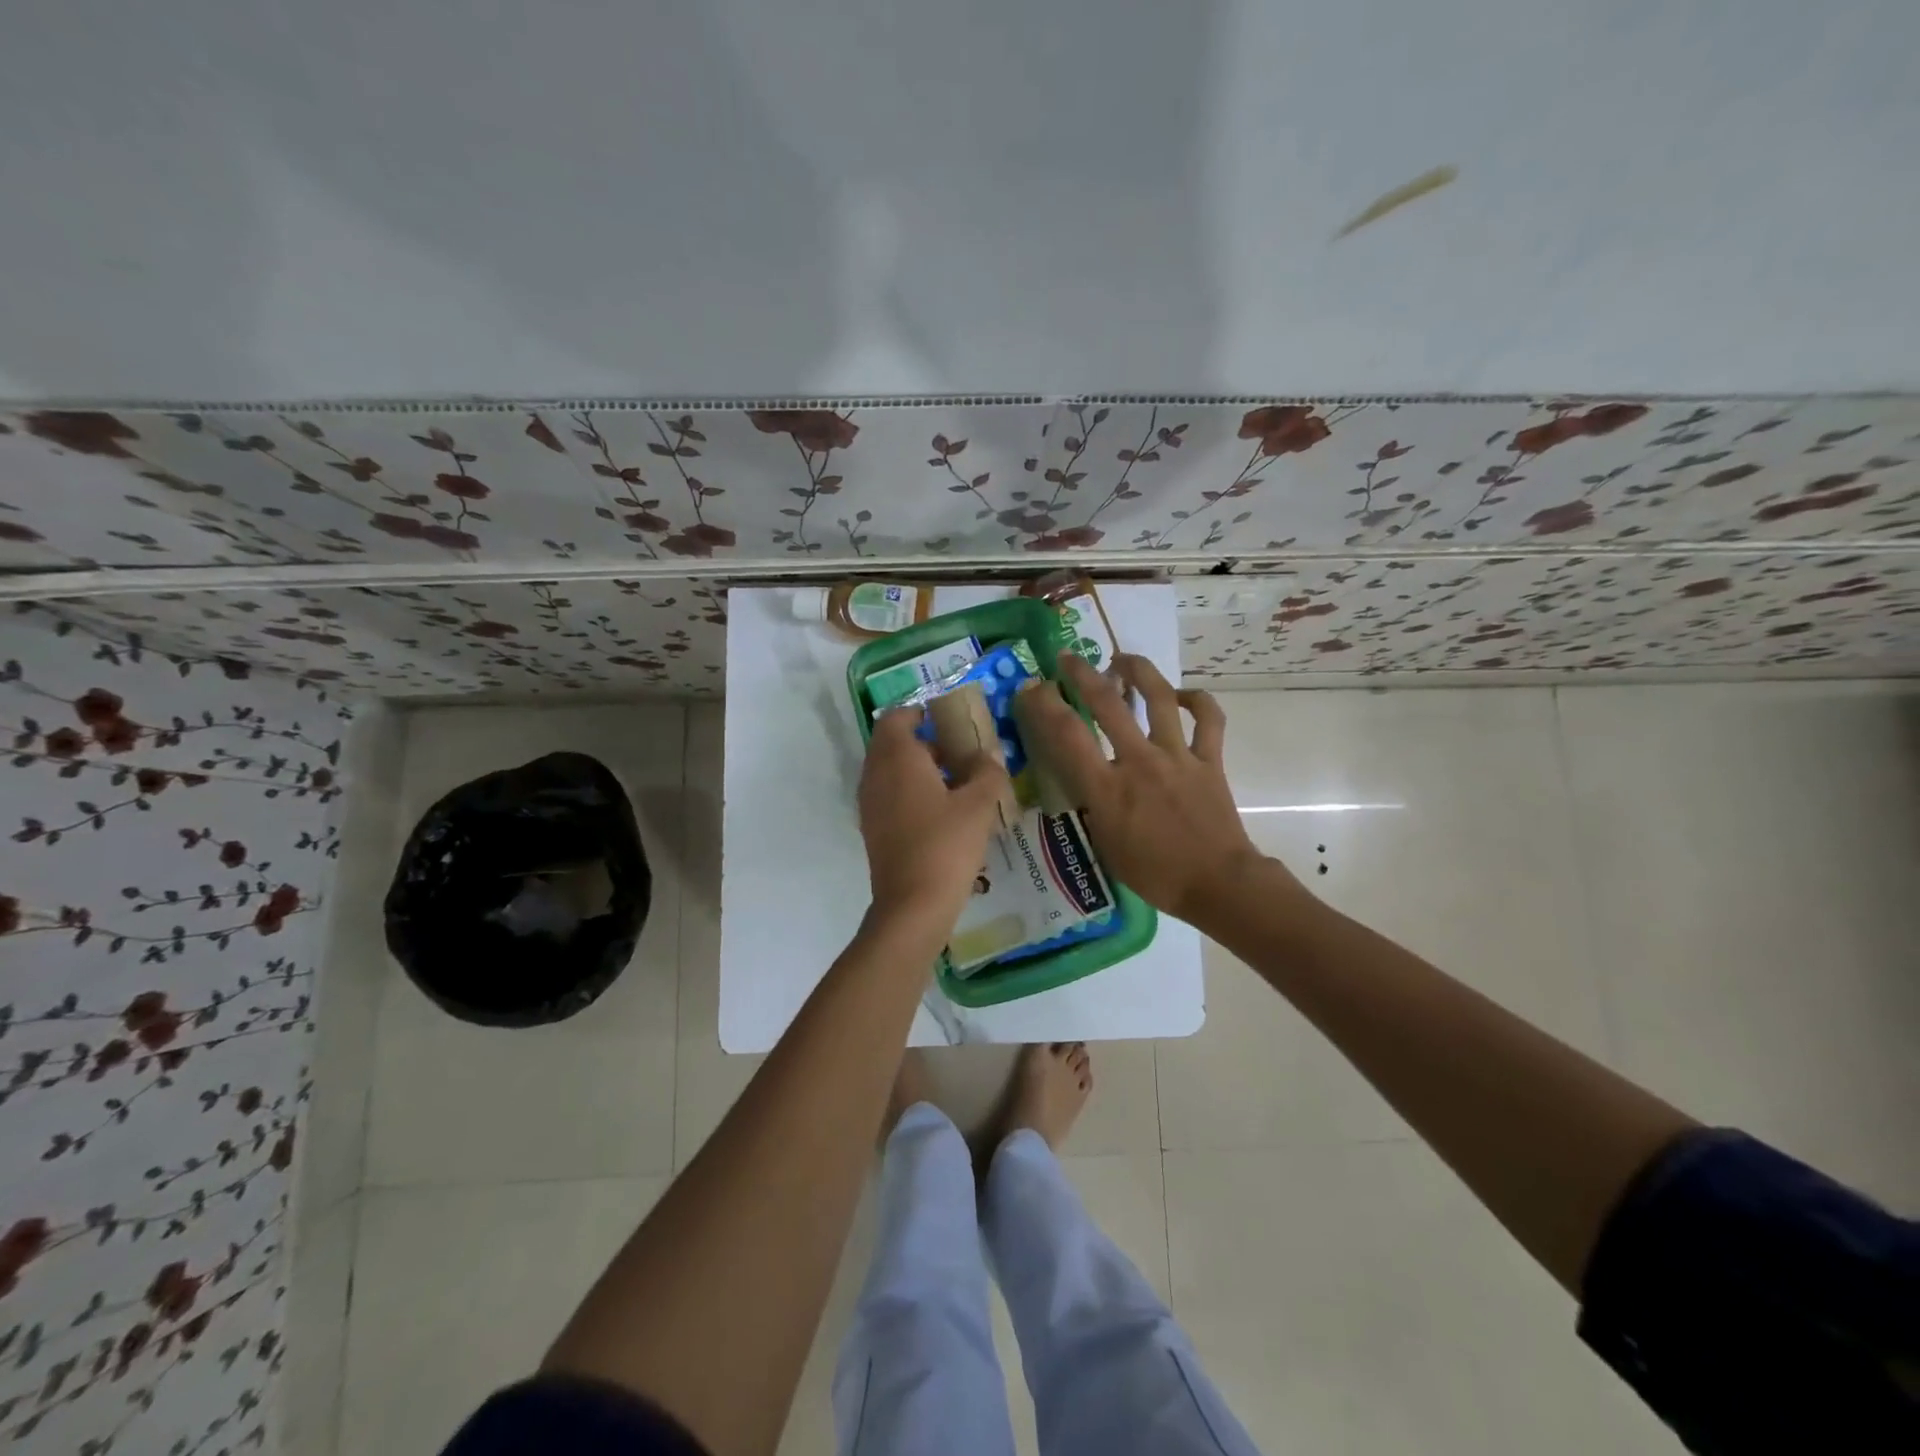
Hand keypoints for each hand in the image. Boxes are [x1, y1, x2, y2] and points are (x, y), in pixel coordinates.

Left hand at [857, 707, 1012, 941]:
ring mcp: (870, 804)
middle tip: (960, 750)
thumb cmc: (946, 845)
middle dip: (925, 741)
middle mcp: (876, 775)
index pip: (897, 717)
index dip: (920, 711)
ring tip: (958, 781)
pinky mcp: (873, 829)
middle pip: (893, 743)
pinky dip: (912, 792)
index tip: (948, 717)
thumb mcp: (979, 805)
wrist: (912, 905)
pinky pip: (890, 796)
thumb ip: (988, 772)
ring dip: (919, 768)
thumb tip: (989, 756)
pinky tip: (943, 812)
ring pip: (891, 771)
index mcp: (897, 758)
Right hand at [1013, 653, 1305, 928]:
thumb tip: (1086, 780)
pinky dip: (1197, 700)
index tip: (1032, 688)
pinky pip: (1208, 719)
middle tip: (1069, 658)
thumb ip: (1093, 806)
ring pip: (1159, 698)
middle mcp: (1139, 761)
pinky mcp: (1210, 760)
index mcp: (1108, 788)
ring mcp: (1178, 756)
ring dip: (1139, 671)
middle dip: (1082, 674)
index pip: (1067, 736)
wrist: (1217, 883)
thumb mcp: (1106, 844)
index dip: (1044, 706)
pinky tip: (1183, 696)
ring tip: (1123, 659)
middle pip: (1107, 703)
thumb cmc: (1155, 874)